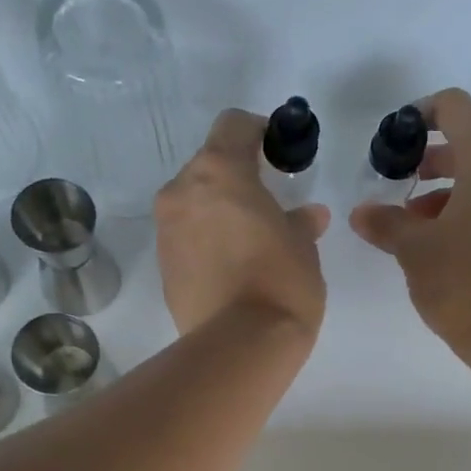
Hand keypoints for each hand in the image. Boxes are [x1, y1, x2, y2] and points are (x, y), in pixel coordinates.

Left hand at [156, 109, 329, 335]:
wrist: (240, 345)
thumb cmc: (280, 281)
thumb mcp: (302, 246)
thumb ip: (299, 221)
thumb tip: (307, 216)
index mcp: (218, 171)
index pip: (233, 125)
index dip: (257, 132)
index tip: (277, 153)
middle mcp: (182, 192)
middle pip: (208, 166)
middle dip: (236, 179)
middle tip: (266, 206)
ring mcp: (166, 231)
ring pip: (193, 204)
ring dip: (218, 212)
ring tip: (249, 243)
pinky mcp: (163, 267)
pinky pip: (186, 238)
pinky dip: (206, 242)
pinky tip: (232, 269)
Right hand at [350, 88, 470, 348]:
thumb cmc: (463, 281)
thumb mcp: (414, 248)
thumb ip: (385, 222)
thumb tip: (361, 213)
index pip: (455, 107)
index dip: (420, 114)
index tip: (397, 138)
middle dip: (434, 160)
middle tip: (403, 184)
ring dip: (453, 188)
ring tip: (418, 222)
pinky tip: (448, 239)